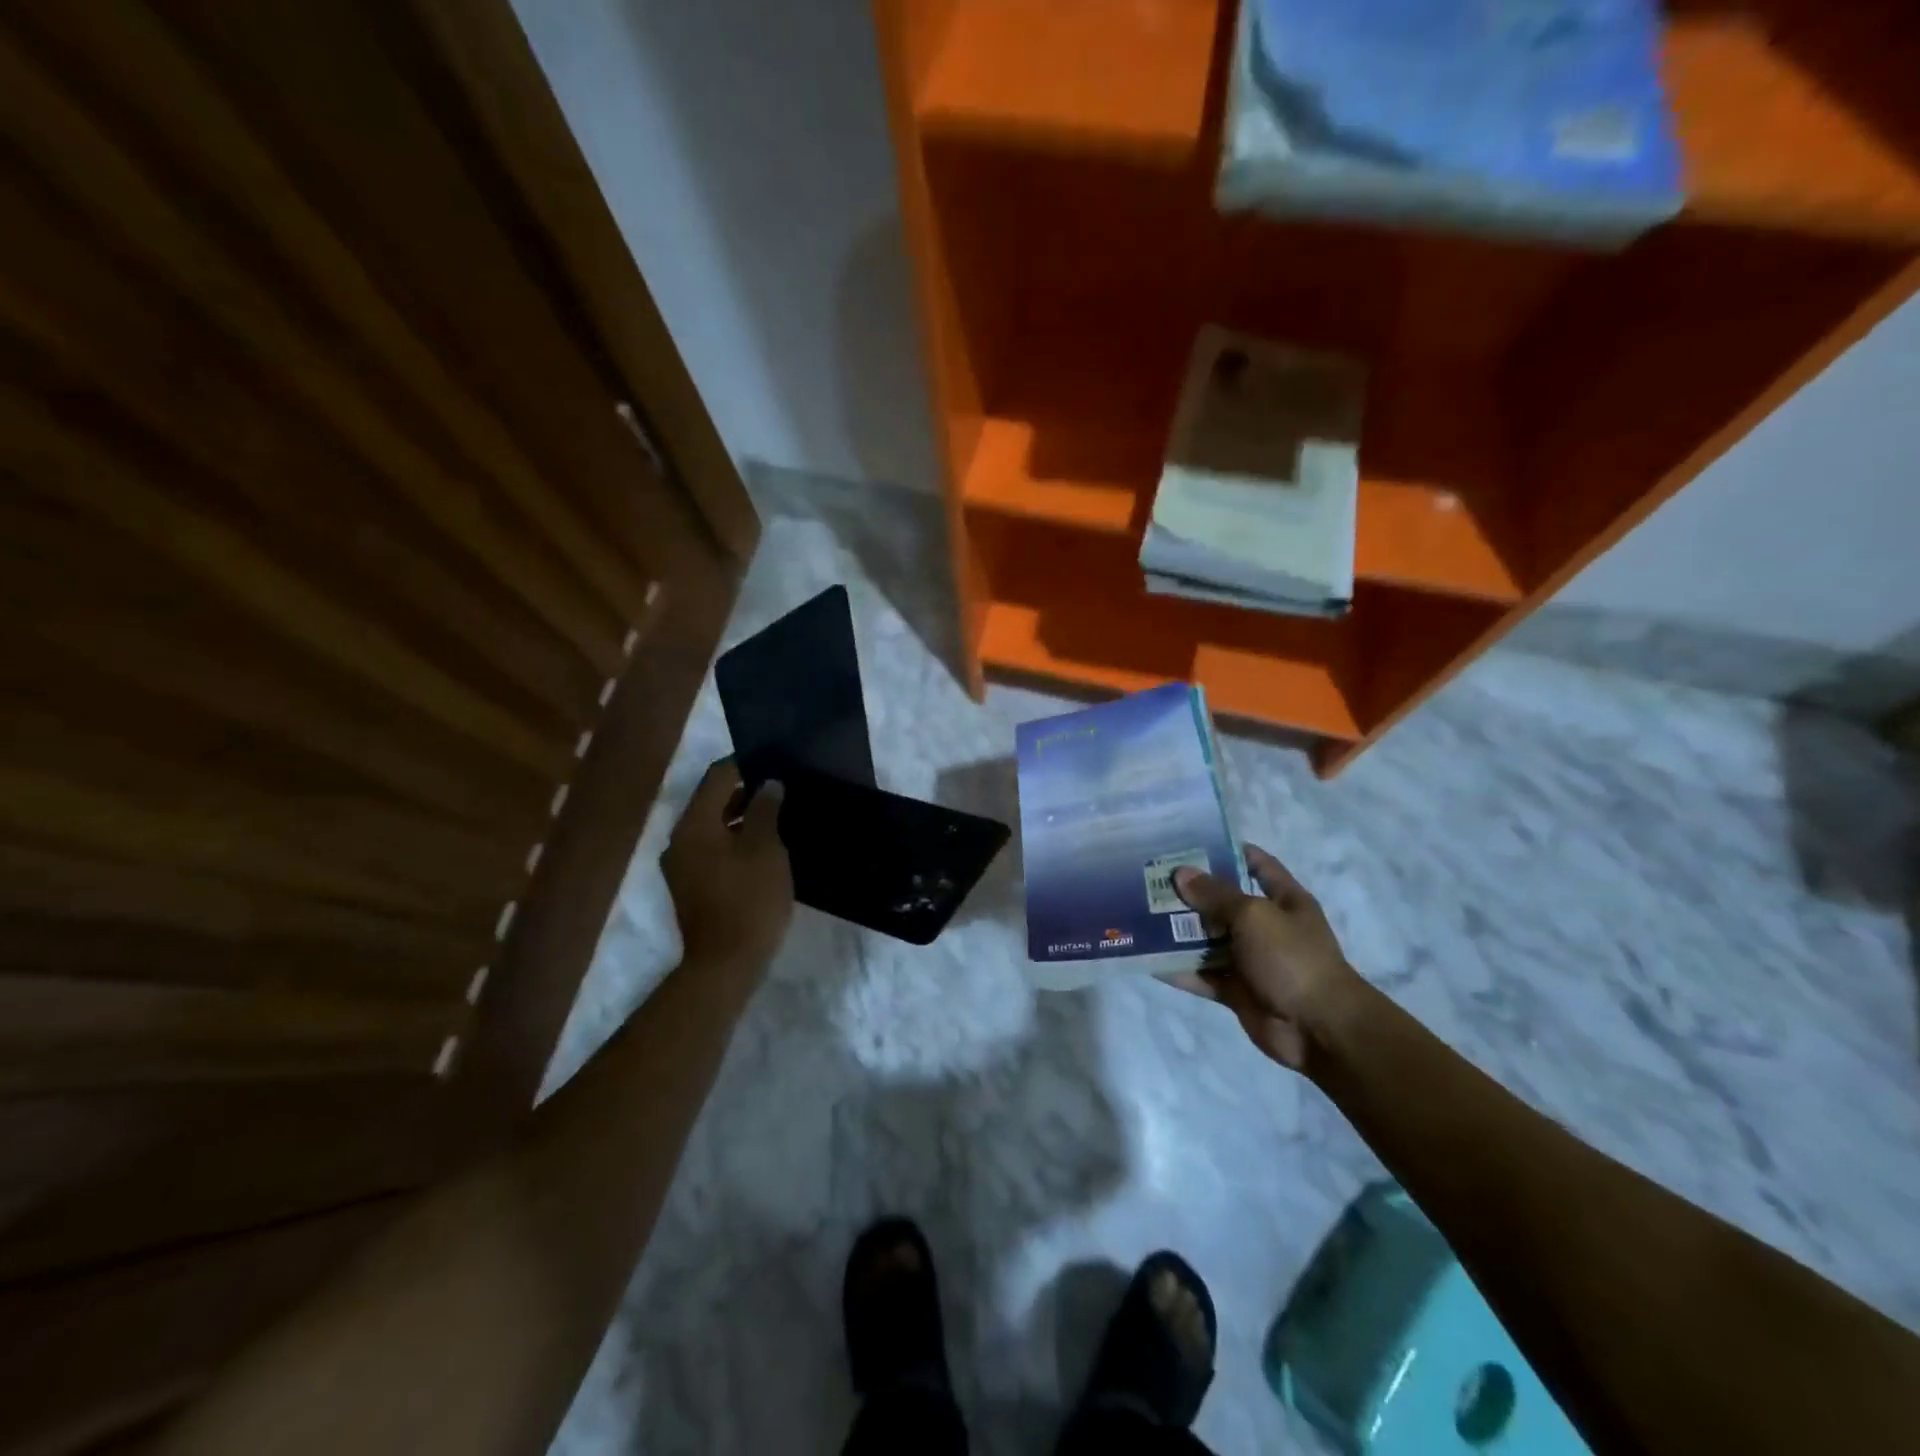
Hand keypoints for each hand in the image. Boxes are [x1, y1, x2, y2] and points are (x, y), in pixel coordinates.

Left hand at [662, 759, 792, 976]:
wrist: (726, 964)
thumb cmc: (749, 900)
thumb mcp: (766, 849)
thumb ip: (766, 810)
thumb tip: (768, 784)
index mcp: (694, 825)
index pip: (717, 778)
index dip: (746, 764)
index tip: (775, 761)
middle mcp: (680, 840)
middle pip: (712, 801)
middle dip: (746, 791)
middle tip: (782, 788)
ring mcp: (683, 865)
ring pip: (713, 826)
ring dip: (742, 817)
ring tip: (778, 815)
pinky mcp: (692, 886)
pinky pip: (713, 849)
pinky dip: (735, 840)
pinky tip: (764, 847)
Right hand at [1166, 843, 1360, 1070]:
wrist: (1318, 1029)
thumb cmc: (1292, 958)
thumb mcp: (1254, 916)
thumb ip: (1215, 894)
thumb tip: (1181, 874)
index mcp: (1284, 901)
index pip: (1258, 865)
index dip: (1230, 851)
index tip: (1191, 843)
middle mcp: (1267, 927)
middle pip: (1224, 903)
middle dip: (1190, 893)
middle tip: (1151, 880)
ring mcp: (1252, 961)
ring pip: (1209, 940)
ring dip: (1179, 932)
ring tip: (1140, 915)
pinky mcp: (1237, 991)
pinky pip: (1203, 976)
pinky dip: (1179, 970)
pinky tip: (1149, 960)